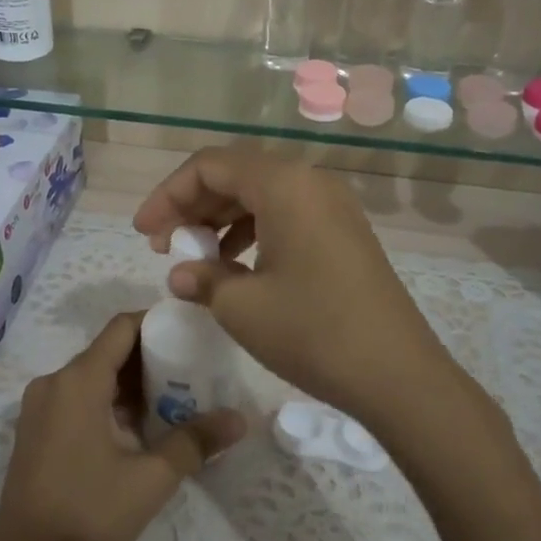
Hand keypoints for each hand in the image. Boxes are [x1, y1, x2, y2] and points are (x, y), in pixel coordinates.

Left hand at [0, 313, 245, 540]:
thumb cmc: (89, 517)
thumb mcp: (151, 479)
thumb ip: (195, 441)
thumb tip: (240, 419)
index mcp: (77, 381)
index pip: (121, 328)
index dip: (156, 323)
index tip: (192, 331)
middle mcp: (53, 383)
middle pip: (108, 351)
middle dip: (150, 357)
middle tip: (194, 370)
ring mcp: (39, 408)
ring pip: (93, 377)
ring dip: (131, 384)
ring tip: (175, 399)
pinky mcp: (35, 432)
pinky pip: (77, 399)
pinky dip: (109, 402)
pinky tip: (140, 428)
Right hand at [131, 147, 464, 421]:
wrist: (397, 374)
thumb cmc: (313, 331)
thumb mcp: (242, 307)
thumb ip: (202, 278)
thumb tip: (182, 273)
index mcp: (284, 184)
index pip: (209, 166)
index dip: (168, 195)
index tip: (143, 233)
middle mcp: (310, 181)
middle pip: (236, 174)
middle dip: (192, 205)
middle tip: (164, 246)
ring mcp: (332, 206)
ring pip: (261, 194)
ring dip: (221, 219)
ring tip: (196, 257)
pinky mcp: (344, 232)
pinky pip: (286, 214)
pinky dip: (253, 232)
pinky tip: (236, 266)